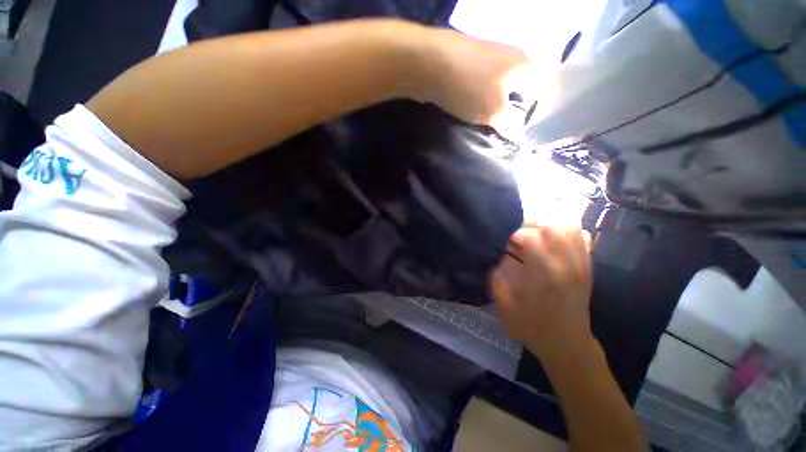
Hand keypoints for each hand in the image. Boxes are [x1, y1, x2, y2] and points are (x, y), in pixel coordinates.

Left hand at [409, 27, 535, 138]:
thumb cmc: (470, 87)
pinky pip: (480, 87)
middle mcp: (510, 56)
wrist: (429, 65)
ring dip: (494, 108)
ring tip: (488, 127)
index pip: (544, 87)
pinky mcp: (467, 65)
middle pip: (520, 89)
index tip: (528, 130)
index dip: (538, 110)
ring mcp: (487, 58)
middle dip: (513, 112)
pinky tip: (472, 114)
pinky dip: (479, 101)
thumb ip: (510, 124)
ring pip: (498, 89)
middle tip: (506, 132)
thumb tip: (517, 134)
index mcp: (525, 63)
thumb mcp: (494, 111)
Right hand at [490, 226, 593, 359]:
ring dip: (548, 224)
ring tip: (534, 233)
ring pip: (569, 227)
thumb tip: (495, 252)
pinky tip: (553, 237)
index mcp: (543, 273)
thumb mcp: (504, 301)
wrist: (566, 343)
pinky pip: (581, 238)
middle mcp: (566, 264)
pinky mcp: (587, 267)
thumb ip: (496, 273)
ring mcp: (580, 264)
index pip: (530, 236)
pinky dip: (566, 230)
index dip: (514, 233)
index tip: (506, 242)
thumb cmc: (531, 324)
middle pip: (552, 226)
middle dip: (530, 224)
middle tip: (518, 233)